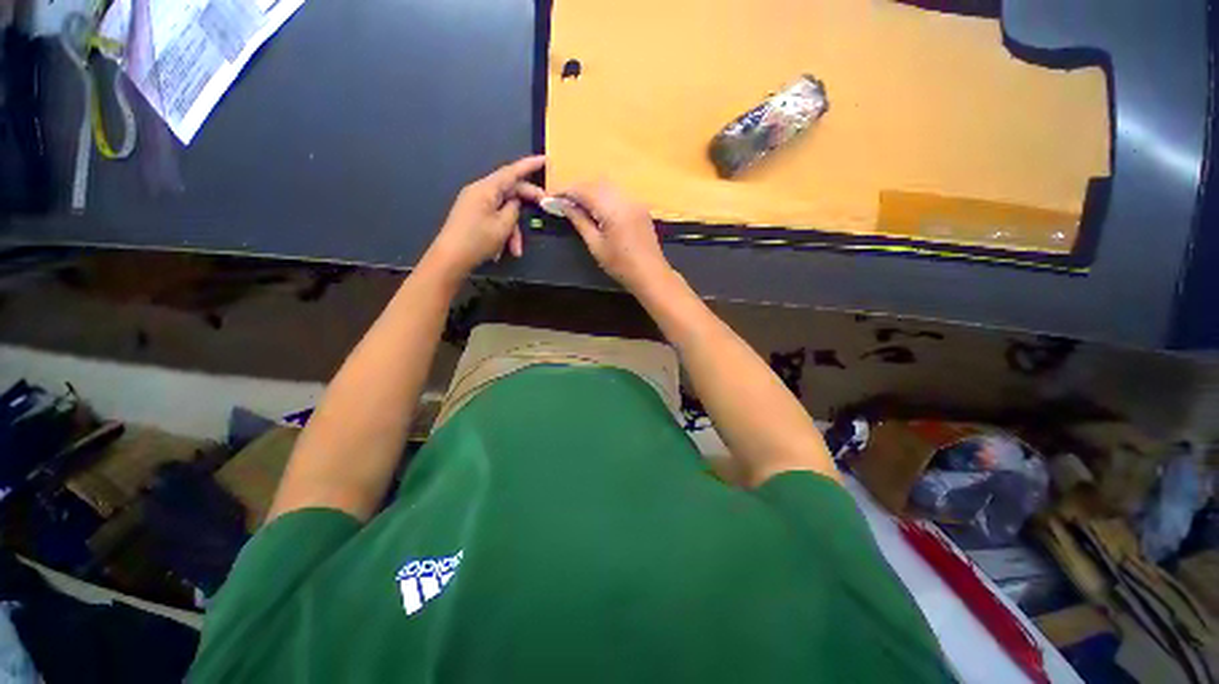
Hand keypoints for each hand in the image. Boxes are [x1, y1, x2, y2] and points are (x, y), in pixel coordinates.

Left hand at [425, 155, 545, 277]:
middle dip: (526, 206)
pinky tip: (502, 251)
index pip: (511, 172)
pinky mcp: (473, 216)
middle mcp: (480, 191)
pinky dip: (502, 234)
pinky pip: (494, 219)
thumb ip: (513, 210)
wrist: (450, 258)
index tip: (545, 159)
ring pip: (503, 211)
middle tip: (545, 209)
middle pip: (509, 192)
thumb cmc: (477, 240)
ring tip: (516, 250)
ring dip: (512, 230)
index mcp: (486, 189)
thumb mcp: (502, 226)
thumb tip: (515, 202)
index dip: (529, 165)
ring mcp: (475, 203)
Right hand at [558, 181, 674, 294]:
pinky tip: (597, 209)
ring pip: (608, 186)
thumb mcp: (596, 245)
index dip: (566, 192)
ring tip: (578, 206)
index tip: (552, 199)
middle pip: (596, 183)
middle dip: (578, 189)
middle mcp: (625, 198)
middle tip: (563, 202)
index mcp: (612, 208)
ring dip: (591, 191)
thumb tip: (563, 206)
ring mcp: (635, 201)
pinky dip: (604, 196)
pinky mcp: (640, 207)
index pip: (584, 190)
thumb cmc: (621, 265)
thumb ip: (580, 221)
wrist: (651, 274)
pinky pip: (618, 194)